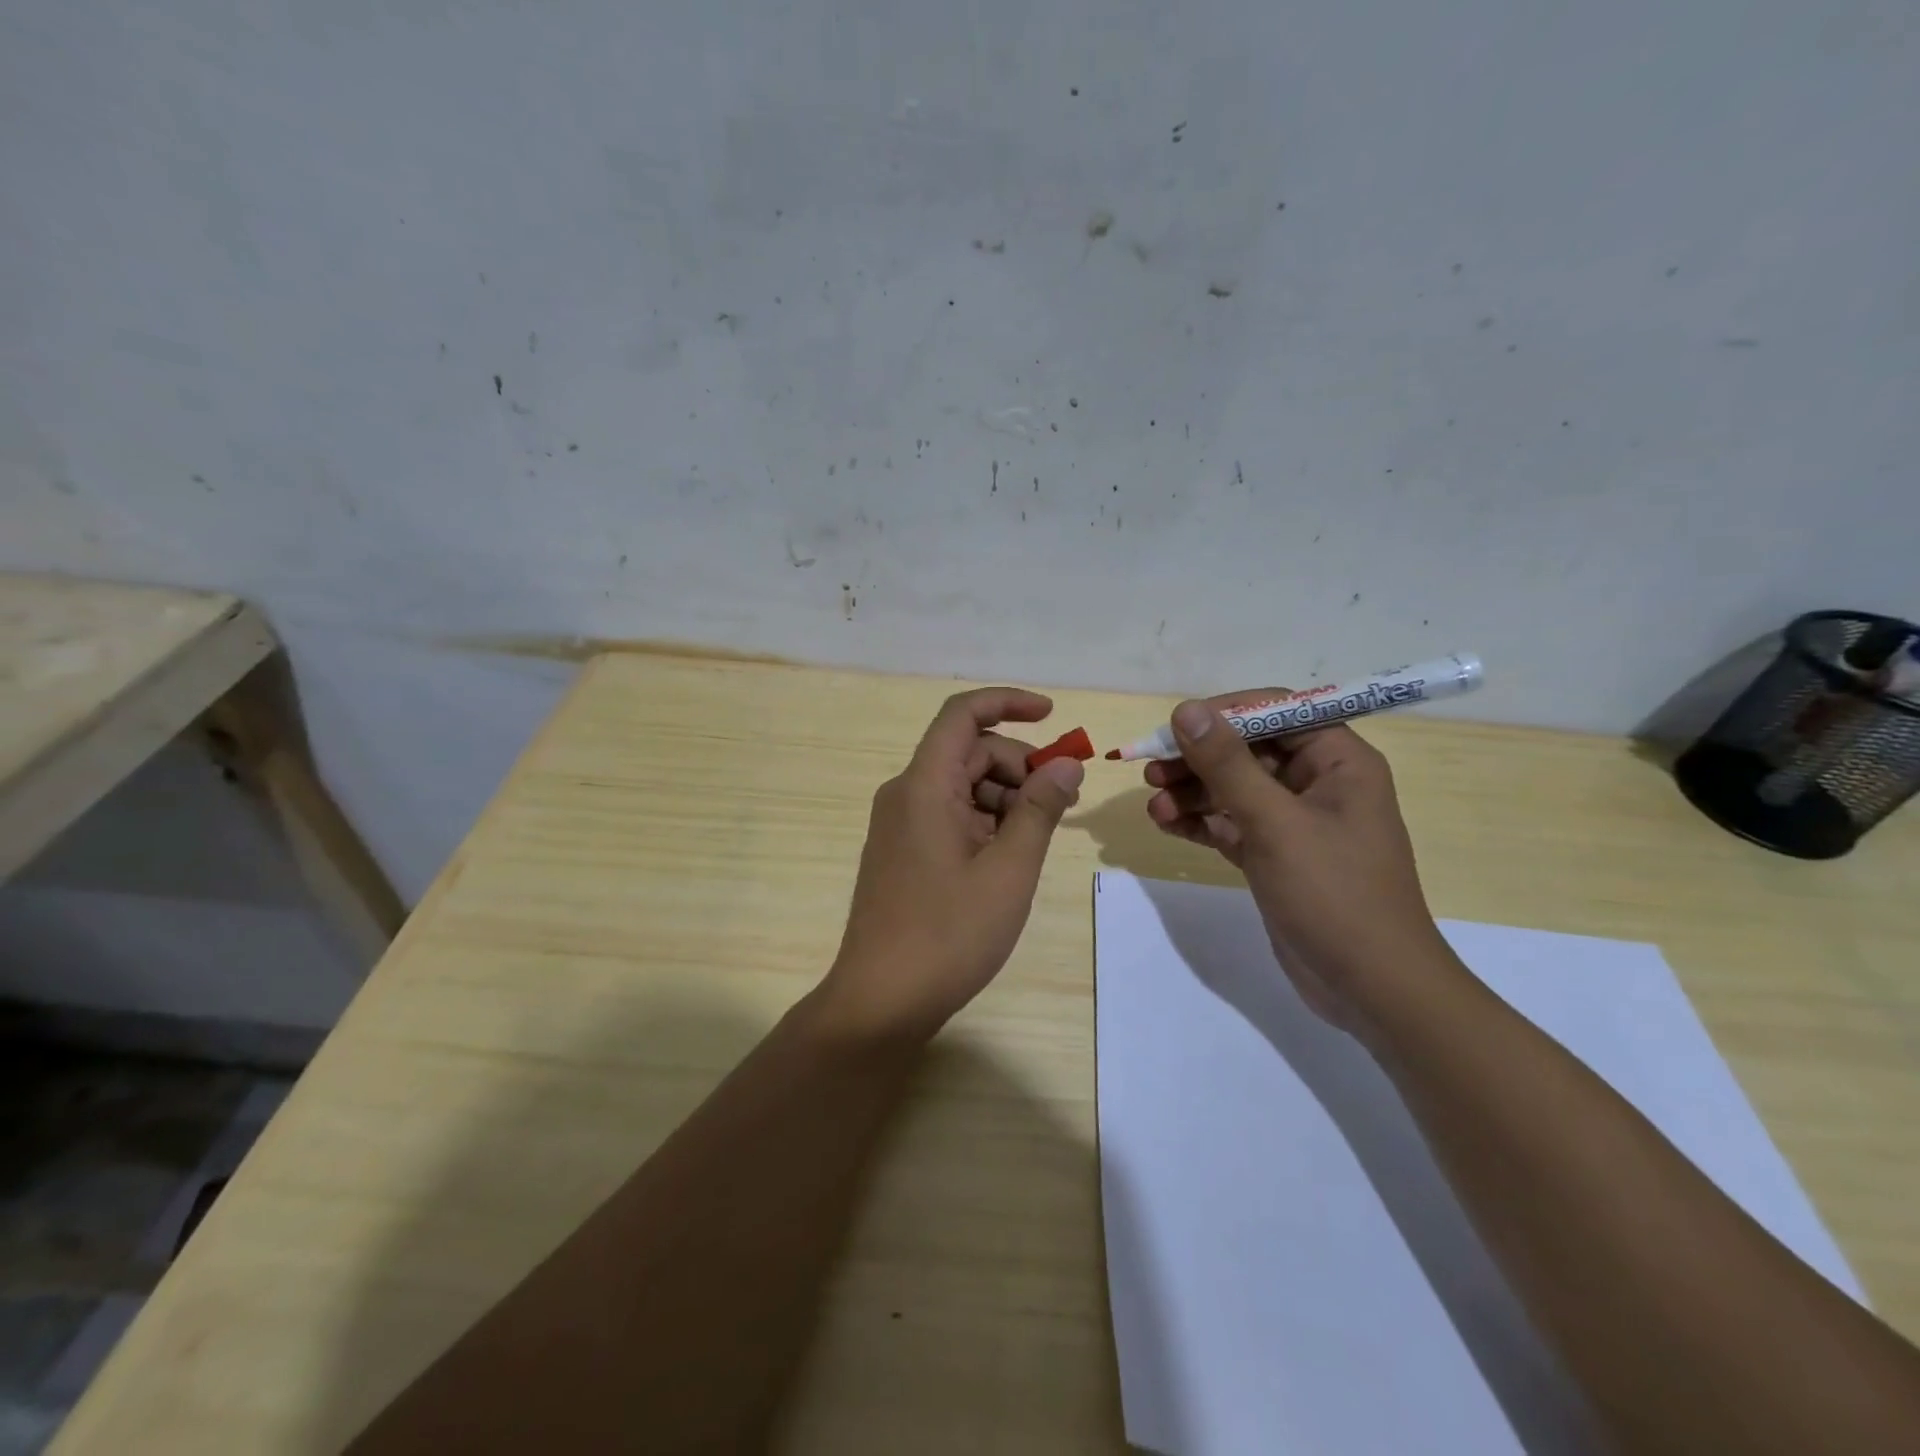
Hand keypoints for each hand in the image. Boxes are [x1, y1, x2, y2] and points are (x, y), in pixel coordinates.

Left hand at [822, 688, 1084, 1041]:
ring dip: (1006, 797)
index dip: (1008, 703)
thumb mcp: (1009, 871)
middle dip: (1019, 765)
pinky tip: (1010, 857)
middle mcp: (906, 794)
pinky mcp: (903, 851)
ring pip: (962, 785)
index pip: (963, 715)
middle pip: (969, 751)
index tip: (1053, 716)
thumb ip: (1039, 810)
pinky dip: (986, 821)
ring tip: (1039, 838)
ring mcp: (901, 824)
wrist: (881, 1001)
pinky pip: (950, 815)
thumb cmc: (948, 935)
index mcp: (924, 786)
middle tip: (1063, 803)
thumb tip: (1065, 765)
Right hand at [1143, 694, 1453, 1031]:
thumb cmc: (1334, 894)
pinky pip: (1229, 824)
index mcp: (1338, 761)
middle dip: (1198, 759)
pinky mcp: (1274, 856)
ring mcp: (1294, 822)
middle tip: (1151, 771)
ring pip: (1233, 789)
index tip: (1174, 728)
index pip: (1275, 711)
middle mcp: (1317, 783)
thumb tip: (1187, 710)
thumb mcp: (1276, 823)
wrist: (1371, 989)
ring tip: (1153, 806)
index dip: (1223, 713)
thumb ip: (1228, 765)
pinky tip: (1166, 824)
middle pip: (1247, 750)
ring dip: (1191, 793)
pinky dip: (1199, 822)